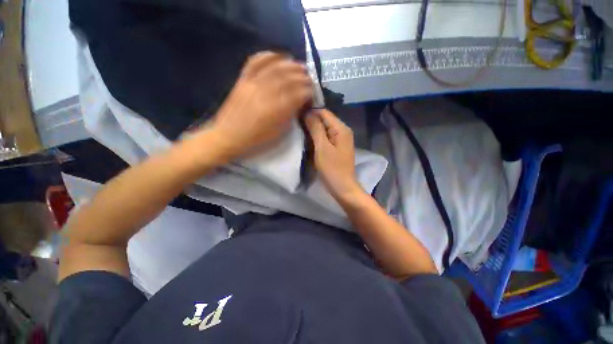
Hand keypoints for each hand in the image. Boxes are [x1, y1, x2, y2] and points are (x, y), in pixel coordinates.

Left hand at [202, 52, 312, 160]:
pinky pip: (255, 62)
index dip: (309, 91)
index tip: (313, 93)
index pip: (298, 94)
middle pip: (289, 78)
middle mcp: (266, 93)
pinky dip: (268, 55)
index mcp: (277, 110)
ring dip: (291, 65)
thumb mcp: (279, 132)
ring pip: (275, 68)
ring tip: (299, 66)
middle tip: (310, 78)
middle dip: (303, 77)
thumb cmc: (257, 138)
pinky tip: (278, 56)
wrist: (229, 135)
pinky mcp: (243, 79)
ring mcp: (253, 83)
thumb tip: (299, 102)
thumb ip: (290, 115)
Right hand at [305, 109, 361, 198]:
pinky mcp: (336, 147)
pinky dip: (317, 137)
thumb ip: (316, 129)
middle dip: (311, 121)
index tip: (296, 115)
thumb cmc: (332, 168)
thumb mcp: (322, 148)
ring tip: (299, 131)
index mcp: (341, 129)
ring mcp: (340, 140)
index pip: (324, 112)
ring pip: (324, 129)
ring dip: (313, 129)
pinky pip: (325, 137)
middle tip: (295, 125)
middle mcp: (342, 131)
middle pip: (325, 120)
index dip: (310, 112)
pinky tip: (308, 140)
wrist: (343, 187)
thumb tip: (308, 113)